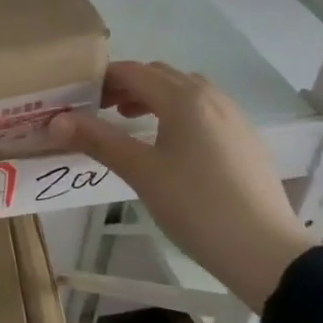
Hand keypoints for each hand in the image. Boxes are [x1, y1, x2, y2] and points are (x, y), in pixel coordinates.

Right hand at [50, 61, 312, 311]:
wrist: (266, 252)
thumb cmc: (196, 206)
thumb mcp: (140, 172)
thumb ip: (97, 140)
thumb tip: (56, 120)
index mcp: (183, 98)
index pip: (132, 71)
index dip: (101, 80)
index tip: (78, 100)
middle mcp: (210, 96)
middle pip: (159, 75)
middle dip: (126, 86)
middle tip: (99, 111)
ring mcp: (233, 115)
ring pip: (184, 90)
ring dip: (153, 97)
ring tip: (131, 124)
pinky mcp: (245, 138)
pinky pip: (204, 108)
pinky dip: (178, 112)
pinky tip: (171, 145)